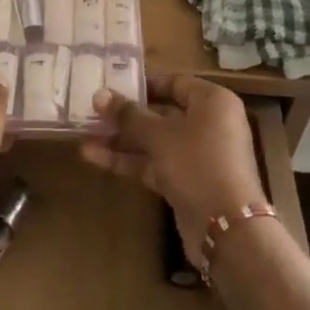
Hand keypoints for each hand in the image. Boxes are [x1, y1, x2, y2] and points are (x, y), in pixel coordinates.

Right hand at [80, 74, 265, 262]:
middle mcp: (208, 124)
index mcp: (212, 102)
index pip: (175, 82)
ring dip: (121, 139)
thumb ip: (128, 115)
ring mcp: (197, 155)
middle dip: (126, 115)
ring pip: (155, 141)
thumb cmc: (197, 163)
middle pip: (162, 113)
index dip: (143, 84)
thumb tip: (99, 94)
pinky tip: (94, 157)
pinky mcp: (185, 181)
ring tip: (83, 134)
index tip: (112, 85)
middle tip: (91, 111)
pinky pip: (154, 163)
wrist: (226, 227)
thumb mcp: (159, 135)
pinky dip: (128, 160)